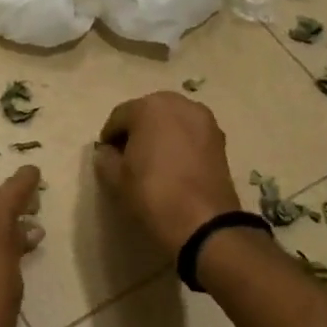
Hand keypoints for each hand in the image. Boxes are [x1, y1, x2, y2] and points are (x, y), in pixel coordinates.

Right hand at [93, 93, 241, 255]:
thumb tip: (106, 152)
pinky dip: (180, 143)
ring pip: (172, 121)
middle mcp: (179, 104)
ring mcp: (204, 120)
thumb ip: (105, 159)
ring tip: (152, 161)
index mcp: (149, 107)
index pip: (119, 116)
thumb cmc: (152, 193)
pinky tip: (174, 166)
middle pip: (148, 112)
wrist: (202, 221)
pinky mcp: (220, 139)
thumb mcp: (115, 179)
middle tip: (128, 157)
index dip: (109, 136)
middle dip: (136, 131)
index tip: (106, 156)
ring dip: (160, 135)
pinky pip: (191, 134)